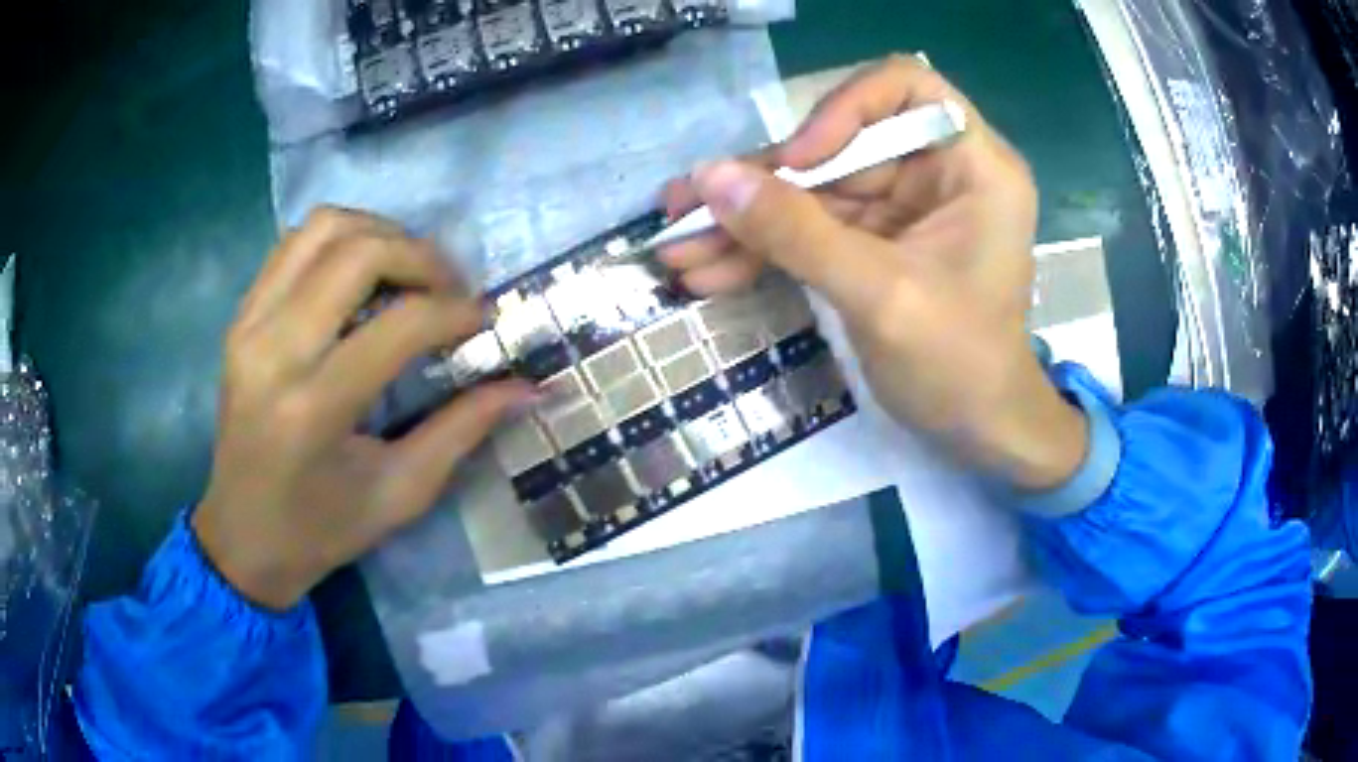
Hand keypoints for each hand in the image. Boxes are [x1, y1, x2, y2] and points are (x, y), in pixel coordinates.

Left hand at [193, 208, 533, 609]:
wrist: (242, 535)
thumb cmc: (322, 529)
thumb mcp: (400, 493)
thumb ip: (463, 430)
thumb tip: (528, 387)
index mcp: (314, 408)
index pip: (399, 323)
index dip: (454, 310)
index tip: (483, 319)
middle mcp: (275, 351)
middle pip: (359, 252)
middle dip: (422, 257)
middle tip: (451, 288)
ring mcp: (250, 325)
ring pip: (323, 228)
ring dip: (379, 233)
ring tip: (409, 271)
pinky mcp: (241, 317)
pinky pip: (295, 245)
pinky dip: (339, 241)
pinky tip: (362, 274)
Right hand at [661, 56, 1085, 490]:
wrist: (978, 433)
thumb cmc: (958, 366)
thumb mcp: (879, 296)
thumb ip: (797, 233)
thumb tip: (709, 179)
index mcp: (972, 166)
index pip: (903, 87)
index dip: (843, 109)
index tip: (799, 159)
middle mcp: (938, 172)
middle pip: (839, 145)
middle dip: (762, 184)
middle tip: (685, 209)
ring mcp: (905, 207)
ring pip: (815, 191)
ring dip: (748, 221)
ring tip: (678, 248)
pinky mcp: (878, 241)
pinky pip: (814, 229)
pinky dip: (765, 249)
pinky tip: (709, 270)